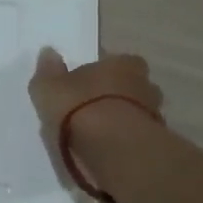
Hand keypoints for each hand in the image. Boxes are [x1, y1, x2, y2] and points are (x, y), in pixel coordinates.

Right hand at [28, 47, 162, 145]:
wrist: (113, 149)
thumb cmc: (79, 109)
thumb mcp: (49, 87)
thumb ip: (48, 70)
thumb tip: (49, 52)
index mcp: (123, 63)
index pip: (114, 61)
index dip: (99, 73)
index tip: (83, 85)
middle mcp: (144, 83)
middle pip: (129, 86)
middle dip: (114, 96)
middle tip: (90, 110)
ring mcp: (153, 114)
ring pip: (135, 112)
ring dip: (120, 119)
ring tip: (98, 134)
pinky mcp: (154, 142)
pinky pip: (135, 136)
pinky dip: (124, 140)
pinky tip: (107, 149)